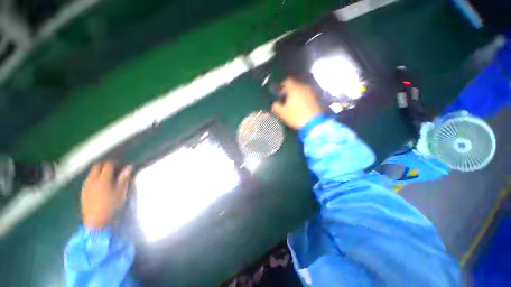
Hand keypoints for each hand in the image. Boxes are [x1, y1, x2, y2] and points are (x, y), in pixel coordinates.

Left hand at [80, 161, 132, 228]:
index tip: (121, 165)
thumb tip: (129, 167)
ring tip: (107, 177)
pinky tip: (99, 185)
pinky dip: (94, 178)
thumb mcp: (121, 192)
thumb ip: (124, 178)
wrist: (97, 222)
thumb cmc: (112, 206)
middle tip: (114, 169)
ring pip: (91, 173)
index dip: (115, 163)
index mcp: (103, 179)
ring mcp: (86, 186)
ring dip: (99, 171)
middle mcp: (92, 180)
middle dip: (105, 165)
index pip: (108, 165)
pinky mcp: (83, 192)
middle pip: (97, 166)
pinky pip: (88, 180)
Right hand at [271, 78, 321, 129]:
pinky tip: (301, 106)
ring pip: (302, 90)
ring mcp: (312, 92)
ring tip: (293, 103)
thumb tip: (274, 103)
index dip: (282, 85)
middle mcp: (304, 87)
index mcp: (294, 88)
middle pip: (295, 85)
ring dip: (297, 94)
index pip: (288, 81)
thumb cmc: (296, 116)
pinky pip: (308, 95)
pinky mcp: (317, 98)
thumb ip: (276, 106)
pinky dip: (303, 98)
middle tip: (285, 98)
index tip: (279, 92)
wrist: (314, 123)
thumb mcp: (282, 113)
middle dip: (289, 90)